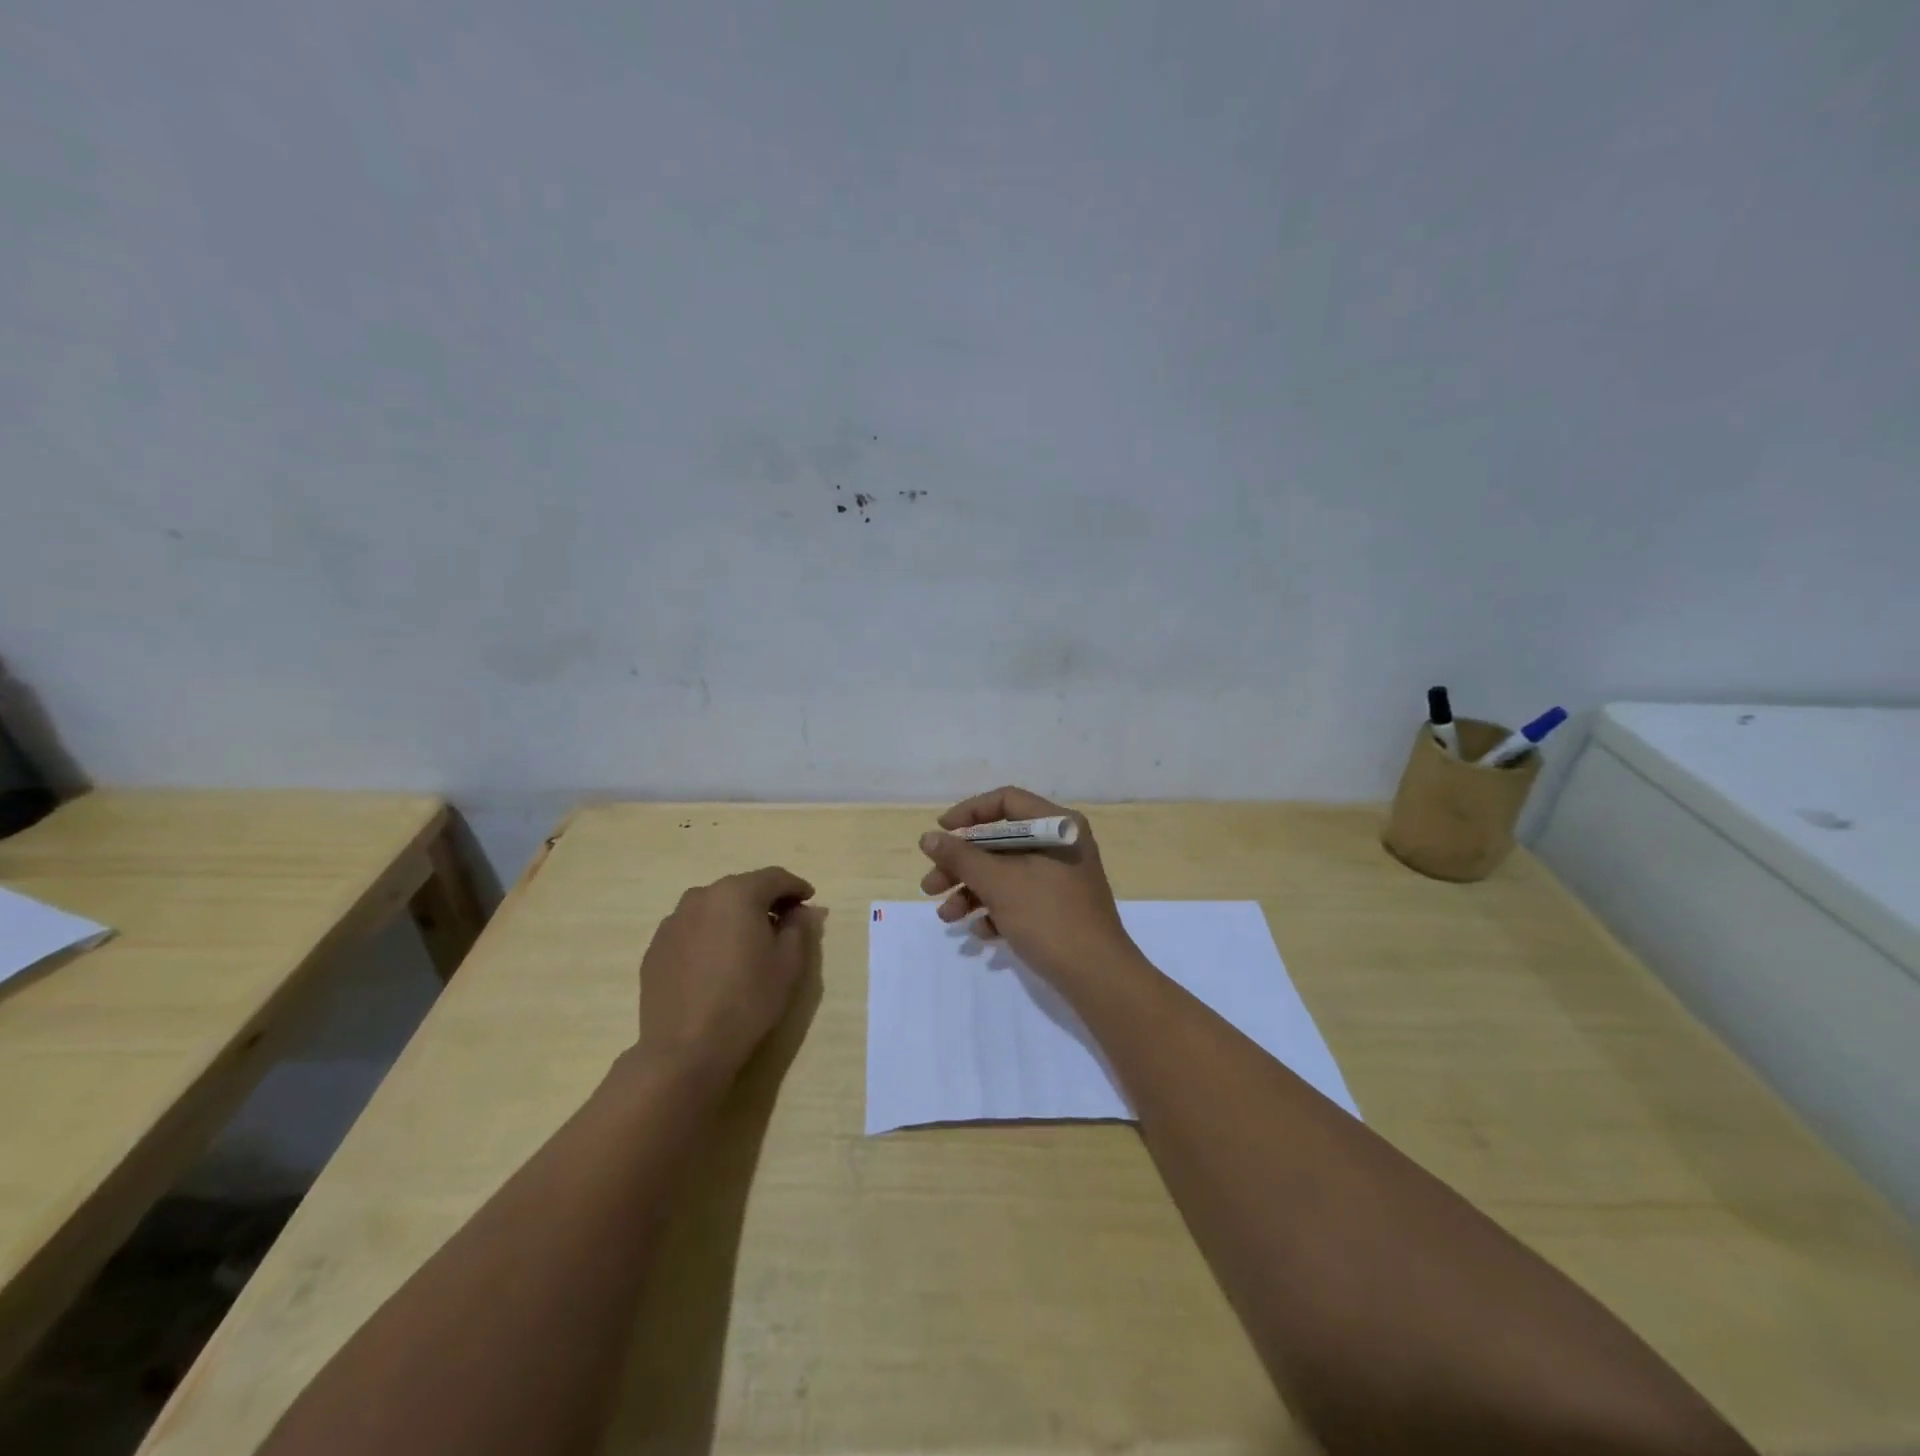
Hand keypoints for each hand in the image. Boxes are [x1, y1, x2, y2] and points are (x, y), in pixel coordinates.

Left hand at [636, 866, 821, 1083]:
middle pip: (741, 889)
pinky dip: (709, 935)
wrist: (685, 1049)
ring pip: (713, 908)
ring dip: (734, 917)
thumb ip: (799, 928)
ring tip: (748, 943)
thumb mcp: (789, 964)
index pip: (774, 878)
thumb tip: (799, 911)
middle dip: (765, 900)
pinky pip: (691, 930)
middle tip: (783, 921)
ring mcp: (673, 922)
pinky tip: (716, 963)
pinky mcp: (655, 948)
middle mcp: (701, 897)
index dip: (796, 886)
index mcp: (737, 894)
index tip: (809, 899)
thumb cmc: (747, 1001)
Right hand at [917, 787, 1138, 987]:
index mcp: (1056, 826)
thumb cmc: (1048, 917)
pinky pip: (1019, 897)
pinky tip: (980, 932)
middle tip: (930, 886)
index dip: (969, 813)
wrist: (1097, 977)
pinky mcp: (1058, 907)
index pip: (1006, 801)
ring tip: (947, 917)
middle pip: (1000, 841)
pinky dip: (995, 910)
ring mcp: (1061, 878)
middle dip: (961, 865)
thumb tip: (928, 837)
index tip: (940, 833)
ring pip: (1005, 873)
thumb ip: (961, 857)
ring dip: (971, 891)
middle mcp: (1060, 845)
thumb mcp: (999, 884)